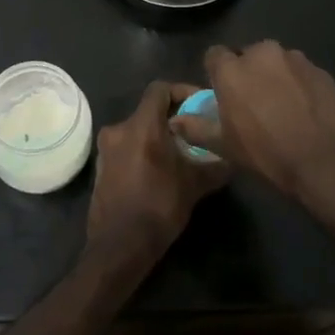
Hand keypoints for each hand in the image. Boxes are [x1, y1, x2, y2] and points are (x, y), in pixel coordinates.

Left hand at [86, 81, 230, 266]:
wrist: (119, 245)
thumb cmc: (159, 207)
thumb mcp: (195, 185)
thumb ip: (215, 166)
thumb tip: (233, 158)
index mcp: (141, 126)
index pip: (160, 89)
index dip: (182, 91)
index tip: (199, 106)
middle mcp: (119, 129)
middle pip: (149, 111)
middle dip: (173, 119)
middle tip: (195, 134)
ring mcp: (105, 149)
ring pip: (137, 130)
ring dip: (157, 136)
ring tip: (180, 154)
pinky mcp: (101, 167)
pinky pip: (126, 148)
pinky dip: (143, 151)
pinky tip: (159, 171)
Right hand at [171, 42, 334, 204]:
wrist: (327, 160)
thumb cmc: (268, 153)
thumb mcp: (225, 146)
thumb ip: (196, 128)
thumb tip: (174, 120)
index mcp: (233, 69)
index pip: (214, 55)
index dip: (216, 73)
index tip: (222, 93)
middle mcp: (263, 54)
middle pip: (248, 56)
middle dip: (248, 74)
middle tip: (253, 103)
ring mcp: (296, 59)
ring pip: (277, 63)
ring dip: (275, 77)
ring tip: (283, 107)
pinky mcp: (321, 70)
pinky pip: (301, 73)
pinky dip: (299, 85)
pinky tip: (306, 110)